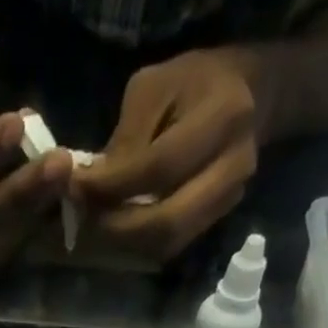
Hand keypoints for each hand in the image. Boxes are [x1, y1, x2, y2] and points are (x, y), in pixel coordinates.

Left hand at [72, 48, 261, 263]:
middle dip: (117, 228)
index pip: (158, 168)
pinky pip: (172, 245)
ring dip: (126, 243)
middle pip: (167, 222)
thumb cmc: (195, 82)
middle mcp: (233, 166)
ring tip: (97, 225)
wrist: (251, 94)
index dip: (112, 186)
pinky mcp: (217, 219)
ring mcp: (229, 199)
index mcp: (222, 116)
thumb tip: (88, 187)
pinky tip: (119, 228)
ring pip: (168, 242)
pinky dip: (140, 244)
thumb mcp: (155, 88)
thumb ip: (125, 139)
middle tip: (85, 218)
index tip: (76, 188)